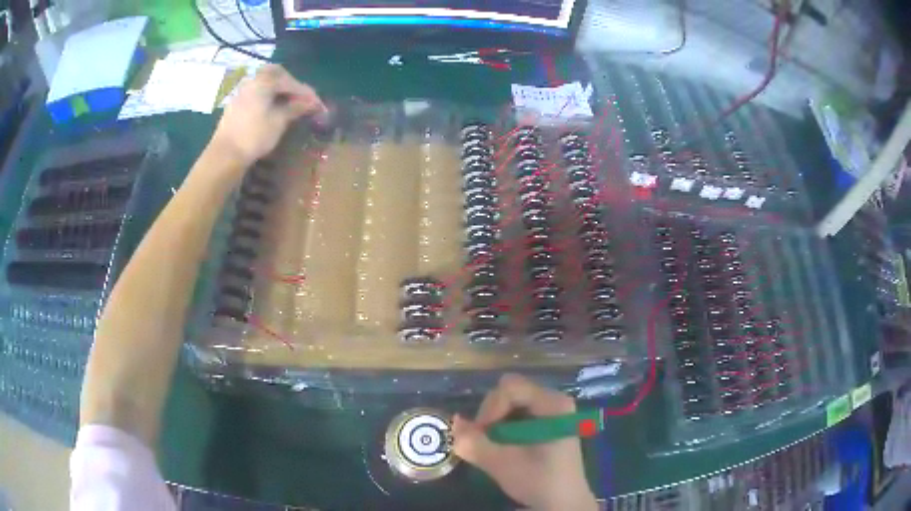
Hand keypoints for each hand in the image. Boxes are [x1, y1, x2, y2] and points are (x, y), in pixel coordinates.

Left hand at [211, 64, 326, 167]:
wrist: (225, 155)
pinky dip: (267, 95)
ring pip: (264, 81)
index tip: (318, 103)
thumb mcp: (279, 121)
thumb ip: (296, 107)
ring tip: (288, 103)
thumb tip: (312, 102)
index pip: (291, 82)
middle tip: (300, 97)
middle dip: (290, 82)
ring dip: (277, 88)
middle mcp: (252, 81)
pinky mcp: (236, 103)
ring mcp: (242, 91)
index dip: (306, 93)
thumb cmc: (254, 136)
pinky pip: (255, 91)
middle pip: (275, 73)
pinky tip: (272, 108)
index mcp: (264, 82)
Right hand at [451, 374, 597, 510]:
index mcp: (553, 404)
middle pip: (509, 392)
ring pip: (509, 403)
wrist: (563, 503)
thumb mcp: (503, 464)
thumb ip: (475, 443)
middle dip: (490, 416)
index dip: (490, 409)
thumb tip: (454, 422)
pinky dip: (503, 427)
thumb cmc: (539, 481)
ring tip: (492, 446)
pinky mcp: (546, 423)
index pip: (509, 388)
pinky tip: (503, 447)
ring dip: (494, 423)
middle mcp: (554, 401)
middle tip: (484, 442)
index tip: (482, 435)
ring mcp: (552, 411)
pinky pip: (516, 414)